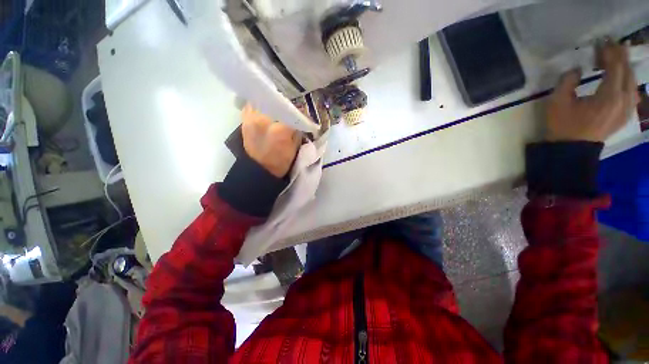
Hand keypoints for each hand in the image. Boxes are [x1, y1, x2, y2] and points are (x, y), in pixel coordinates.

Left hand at [241, 104, 300, 177]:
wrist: (259, 170)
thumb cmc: (280, 162)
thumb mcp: (295, 147)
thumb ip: (297, 130)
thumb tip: (300, 117)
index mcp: (280, 130)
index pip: (292, 112)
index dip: (300, 111)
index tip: (303, 112)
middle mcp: (264, 120)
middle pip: (277, 102)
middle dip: (285, 104)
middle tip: (290, 107)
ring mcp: (251, 118)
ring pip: (262, 100)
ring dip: (271, 102)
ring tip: (276, 106)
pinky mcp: (244, 120)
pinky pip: (251, 105)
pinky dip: (259, 105)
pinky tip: (264, 109)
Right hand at [546, 42, 638, 142]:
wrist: (571, 150)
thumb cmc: (563, 126)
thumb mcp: (558, 102)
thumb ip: (567, 80)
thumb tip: (577, 68)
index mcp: (609, 96)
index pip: (615, 65)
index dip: (609, 51)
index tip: (601, 41)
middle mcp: (624, 100)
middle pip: (627, 71)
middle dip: (619, 55)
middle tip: (609, 45)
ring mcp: (627, 108)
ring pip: (632, 81)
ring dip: (625, 67)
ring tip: (616, 58)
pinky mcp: (625, 114)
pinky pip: (632, 92)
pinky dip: (627, 80)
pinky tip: (621, 78)